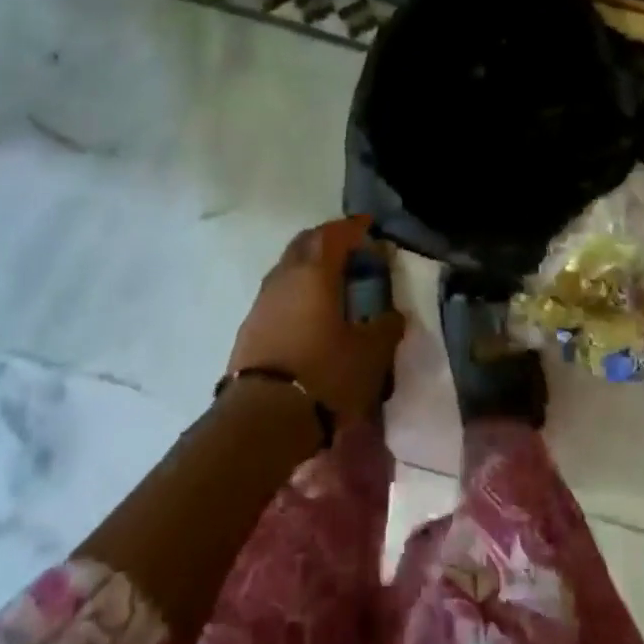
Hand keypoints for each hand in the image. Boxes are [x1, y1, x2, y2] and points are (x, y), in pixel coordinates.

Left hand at [228, 216, 404, 423]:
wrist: (262, 417)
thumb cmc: (324, 374)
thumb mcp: (370, 354)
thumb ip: (386, 328)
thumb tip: (393, 315)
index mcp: (315, 272)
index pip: (334, 234)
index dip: (353, 227)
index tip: (369, 226)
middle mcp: (285, 276)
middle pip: (305, 243)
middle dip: (328, 240)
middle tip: (351, 249)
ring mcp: (262, 300)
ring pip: (288, 267)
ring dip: (310, 266)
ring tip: (332, 282)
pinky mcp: (250, 326)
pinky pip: (278, 293)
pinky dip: (297, 291)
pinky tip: (310, 312)